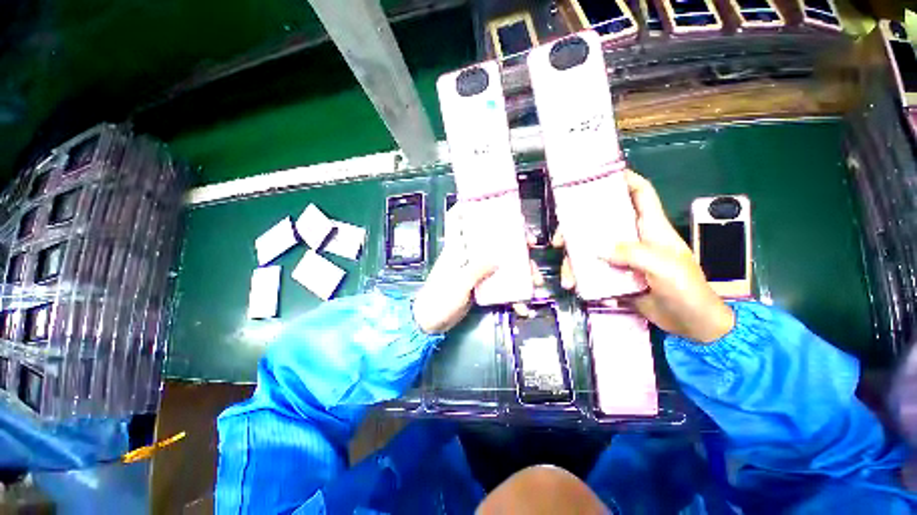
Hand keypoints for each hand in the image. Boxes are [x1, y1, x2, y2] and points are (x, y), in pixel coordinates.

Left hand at [413, 204, 543, 333]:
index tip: (489, 203)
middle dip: (511, 239)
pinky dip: (511, 293)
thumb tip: (498, 257)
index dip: (468, 207)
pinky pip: (499, 283)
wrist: (430, 323)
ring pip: (499, 261)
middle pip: (490, 239)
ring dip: (518, 270)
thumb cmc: (439, 299)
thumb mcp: (459, 283)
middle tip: (530, 244)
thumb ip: (477, 269)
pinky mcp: (480, 285)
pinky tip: (521, 304)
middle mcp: (468, 256)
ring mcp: (475, 271)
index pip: (457, 220)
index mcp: (456, 249)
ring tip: (534, 280)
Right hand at [556, 170, 734, 342]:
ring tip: (568, 277)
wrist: (691, 325)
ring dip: (575, 260)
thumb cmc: (688, 291)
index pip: (640, 193)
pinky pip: (593, 270)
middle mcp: (634, 238)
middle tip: (560, 240)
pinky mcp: (616, 275)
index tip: (598, 177)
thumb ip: (634, 254)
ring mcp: (623, 258)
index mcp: (651, 227)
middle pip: (601, 222)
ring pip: (591, 249)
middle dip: (577, 227)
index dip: (623, 179)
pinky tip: (578, 287)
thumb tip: (598, 249)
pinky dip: (583, 278)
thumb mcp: (665, 268)